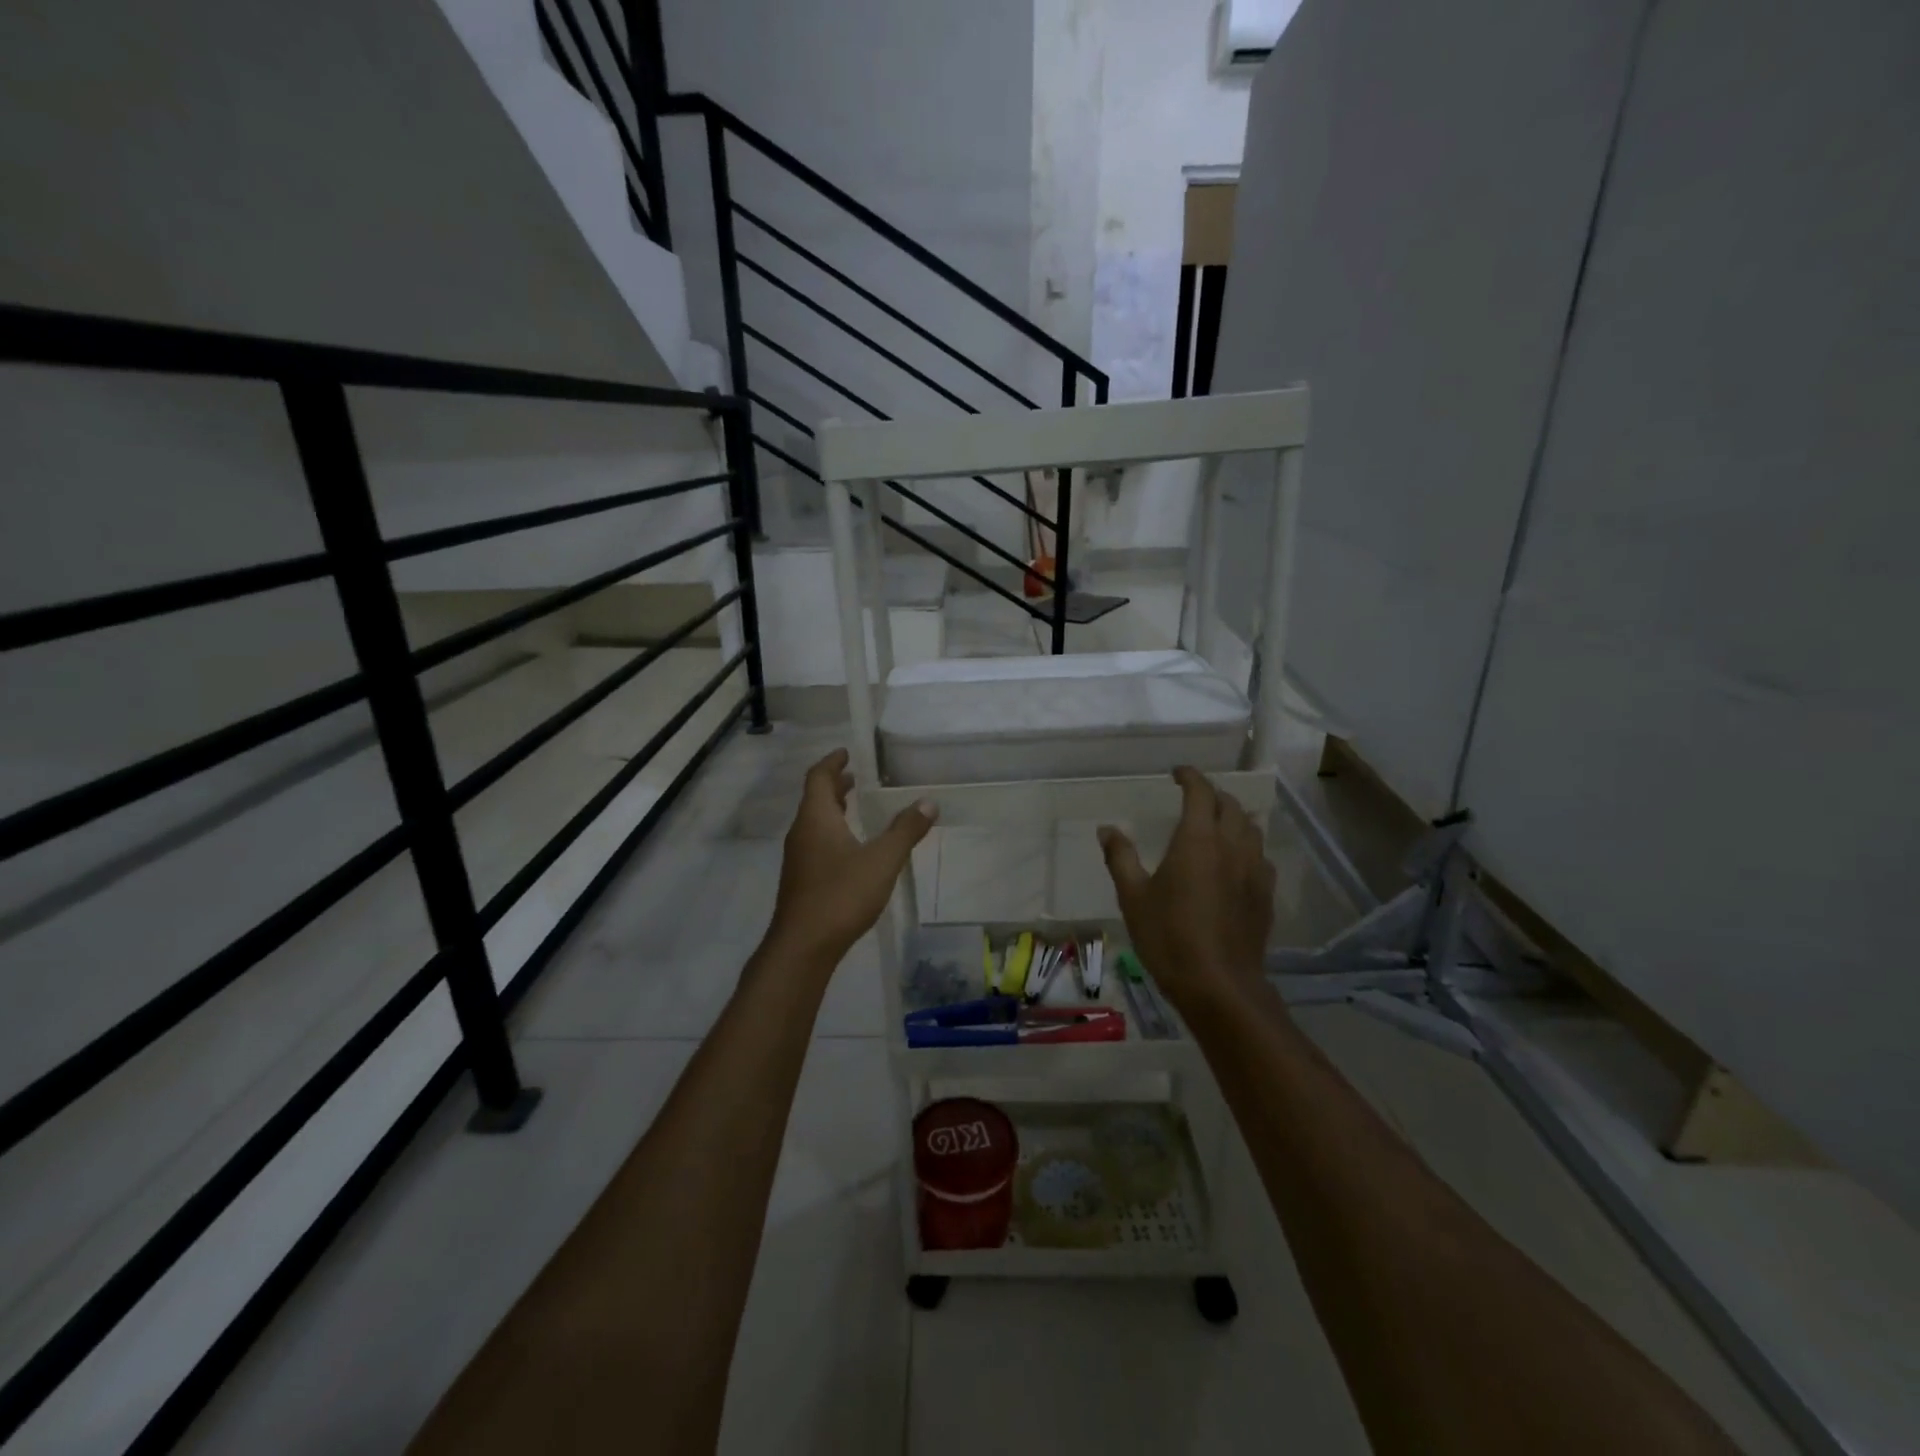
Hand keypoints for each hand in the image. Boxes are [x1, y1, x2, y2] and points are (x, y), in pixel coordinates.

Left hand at [763, 749, 936, 970]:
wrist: (803, 946)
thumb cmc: (841, 894)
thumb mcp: (883, 860)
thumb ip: (906, 830)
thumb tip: (928, 802)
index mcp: (816, 818)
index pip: (818, 777)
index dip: (832, 762)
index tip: (847, 753)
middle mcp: (802, 832)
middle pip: (814, 798)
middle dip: (835, 785)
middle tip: (857, 778)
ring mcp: (798, 858)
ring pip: (814, 822)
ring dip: (833, 809)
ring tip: (856, 807)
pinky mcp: (801, 880)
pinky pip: (816, 842)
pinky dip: (832, 832)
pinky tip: (851, 848)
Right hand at [1099, 767, 1275, 1002]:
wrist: (1219, 985)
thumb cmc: (1169, 936)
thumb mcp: (1133, 897)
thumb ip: (1121, 857)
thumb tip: (1107, 829)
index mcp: (1197, 840)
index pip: (1200, 792)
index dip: (1190, 777)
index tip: (1177, 773)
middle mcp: (1231, 846)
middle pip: (1230, 805)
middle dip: (1212, 795)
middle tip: (1193, 799)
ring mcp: (1254, 870)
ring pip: (1250, 828)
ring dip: (1233, 817)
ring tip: (1216, 824)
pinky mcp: (1266, 894)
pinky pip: (1260, 855)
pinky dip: (1246, 846)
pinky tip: (1235, 862)